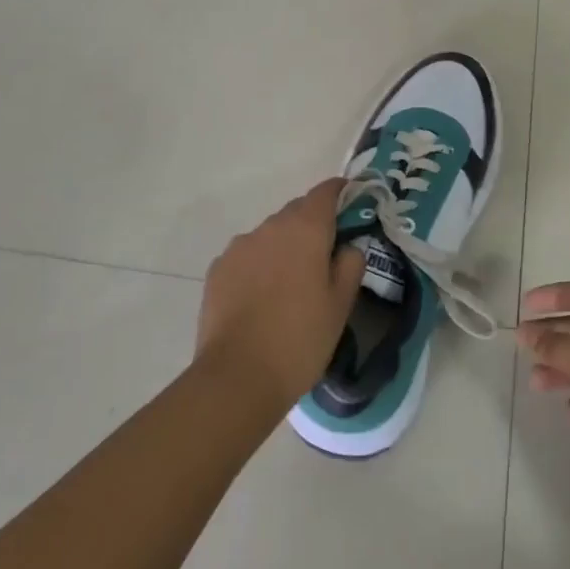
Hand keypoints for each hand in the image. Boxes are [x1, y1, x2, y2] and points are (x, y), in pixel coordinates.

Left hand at [196, 180, 364, 416]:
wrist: (237, 377)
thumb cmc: (300, 339)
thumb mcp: (340, 305)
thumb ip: (350, 265)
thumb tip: (348, 247)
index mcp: (306, 229)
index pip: (326, 192)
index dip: (340, 193)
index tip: (351, 204)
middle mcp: (271, 227)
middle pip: (297, 211)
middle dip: (313, 225)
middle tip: (325, 257)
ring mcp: (239, 246)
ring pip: (270, 234)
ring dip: (284, 246)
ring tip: (290, 284)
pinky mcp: (218, 268)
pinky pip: (247, 255)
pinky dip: (259, 265)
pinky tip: (262, 298)